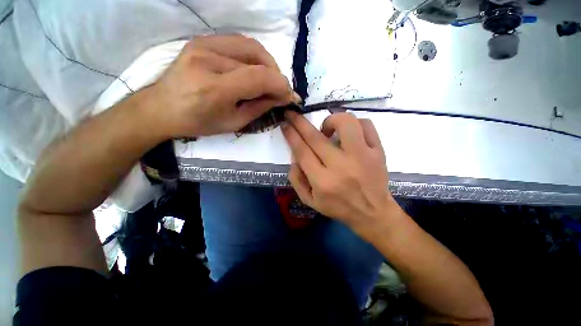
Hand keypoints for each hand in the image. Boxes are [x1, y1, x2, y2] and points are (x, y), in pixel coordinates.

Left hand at [148, 34, 299, 136]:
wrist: (162, 108)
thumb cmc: (199, 123)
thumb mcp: (234, 123)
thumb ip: (260, 108)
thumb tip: (282, 97)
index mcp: (215, 88)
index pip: (259, 77)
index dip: (281, 86)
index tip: (290, 97)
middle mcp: (209, 60)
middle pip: (258, 59)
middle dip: (277, 76)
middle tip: (279, 91)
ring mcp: (203, 45)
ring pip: (251, 47)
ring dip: (268, 64)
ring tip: (269, 80)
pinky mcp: (202, 40)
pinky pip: (239, 42)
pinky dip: (254, 55)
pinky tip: (255, 69)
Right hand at [282, 111, 398, 235]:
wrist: (372, 213)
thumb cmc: (338, 207)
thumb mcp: (310, 201)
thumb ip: (296, 179)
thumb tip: (294, 156)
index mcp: (323, 182)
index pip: (302, 151)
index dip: (291, 135)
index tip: (285, 124)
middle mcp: (341, 166)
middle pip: (316, 137)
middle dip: (300, 122)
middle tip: (292, 114)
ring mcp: (362, 156)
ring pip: (345, 123)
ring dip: (330, 120)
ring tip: (326, 129)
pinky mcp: (378, 152)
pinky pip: (367, 125)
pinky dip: (354, 123)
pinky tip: (348, 132)